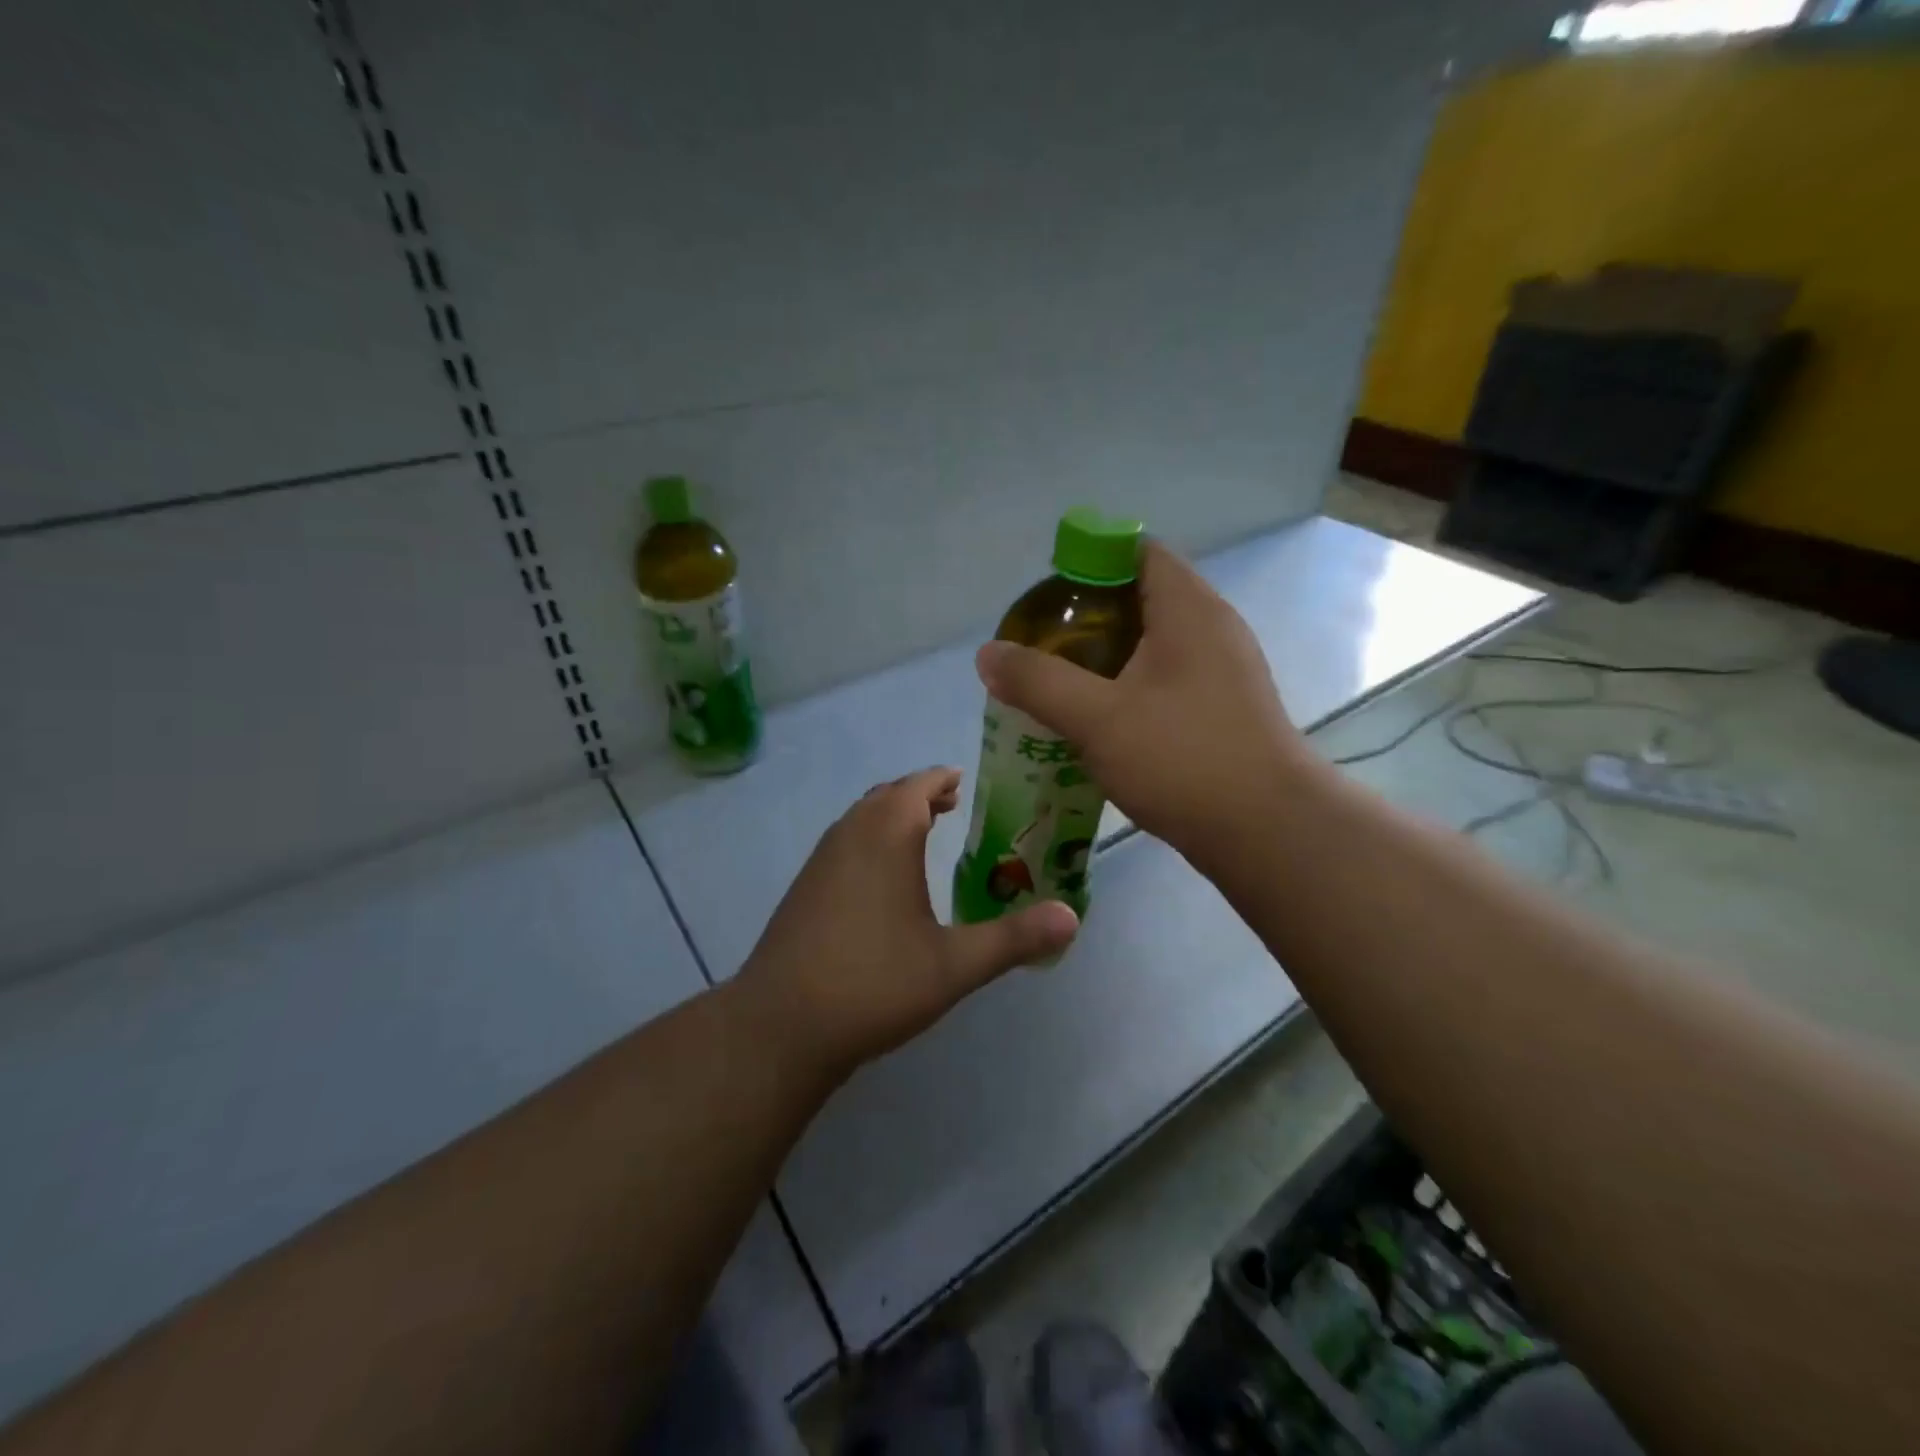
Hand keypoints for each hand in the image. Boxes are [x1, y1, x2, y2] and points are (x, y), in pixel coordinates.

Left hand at [734, 768, 1079, 1080]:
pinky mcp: (804, 887)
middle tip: (952, 806)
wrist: (781, 1025)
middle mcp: (850, 834)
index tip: (965, 782)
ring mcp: (820, 860)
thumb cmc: (873, 983)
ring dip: (892, 815)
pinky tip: (883, 879)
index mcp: (886, 835)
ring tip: (923, 834)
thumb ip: (1014, 939)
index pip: (918, 785)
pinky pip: (844, 842)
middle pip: (887, 795)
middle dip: (920, 794)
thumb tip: (1072, 918)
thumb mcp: (954, 966)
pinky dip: (869, 839)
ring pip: (861, 818)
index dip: (942, 779)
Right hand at [975, 541, 1308, 866]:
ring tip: (1062, 683)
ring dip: (1109, 657)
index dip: (1089, 561)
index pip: (1138, 552)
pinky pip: (1169, 679)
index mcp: (1188, 609)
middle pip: (1142, 597)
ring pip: (1155, 644)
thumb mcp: (1097, 718)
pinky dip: (1132, 687)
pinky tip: (1102, 721)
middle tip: (1044, 646)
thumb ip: (1038, 681)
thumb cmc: (1182, 759)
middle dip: (1089, 616)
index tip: (1048, 597)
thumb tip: (987, 654)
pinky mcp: (1226, 709)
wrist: (1267, 830)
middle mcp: (1213, 628)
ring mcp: (1225, 671)